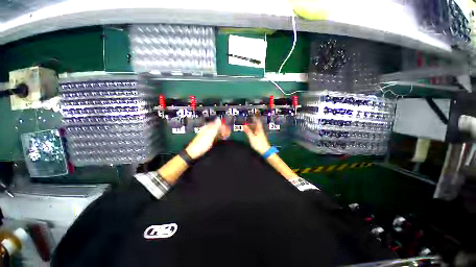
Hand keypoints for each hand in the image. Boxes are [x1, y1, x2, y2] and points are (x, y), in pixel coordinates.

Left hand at [185, 118, 228, 158]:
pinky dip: (219, 137)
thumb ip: (215, 126)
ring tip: (226, 136)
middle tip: (228, 133)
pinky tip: (221, 139)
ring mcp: (207, 136)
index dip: (223, 125)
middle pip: (216, 128)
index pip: (216, 123)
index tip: (228, 128)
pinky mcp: (208, 141)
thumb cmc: (202, 143)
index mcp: (207, 127)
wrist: (194, 153)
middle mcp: (207, 130)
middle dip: (223, 129)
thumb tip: (219, 118)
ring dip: (221, 134)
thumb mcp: (210, 133)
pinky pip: (215, 137)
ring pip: (216, 133)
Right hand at [243, 118, 270, 154]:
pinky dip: (253, 130)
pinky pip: (256, 132)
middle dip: (253, 122)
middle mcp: (260, 131)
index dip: (255, 118)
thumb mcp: (252, 137)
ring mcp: (261, 135)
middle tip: (248, 120)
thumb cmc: (259, 144)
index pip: (257, 122)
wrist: (265, 151)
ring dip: (252, 126)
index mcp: (259, 130)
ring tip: (248, 125)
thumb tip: (244, 125)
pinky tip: (251, 132)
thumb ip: (248, 131)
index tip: (252, 115)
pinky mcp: (260, 138)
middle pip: (257, 125)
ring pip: (256, 129)